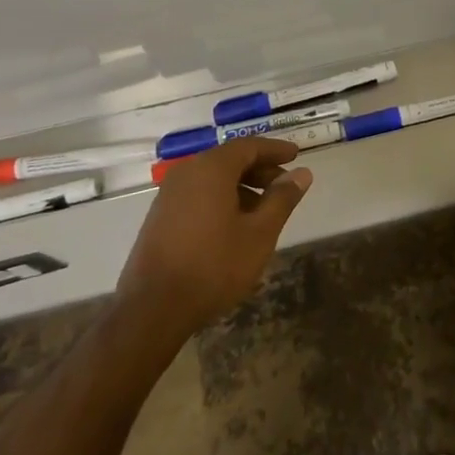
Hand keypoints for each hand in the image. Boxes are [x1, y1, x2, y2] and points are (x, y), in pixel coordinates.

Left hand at [115, 137, 311, 336]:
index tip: (296, 154)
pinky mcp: (160, 215)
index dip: (275, 150)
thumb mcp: (259, 234)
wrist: (153, 308)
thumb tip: (302, 173)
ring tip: (264, 210)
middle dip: (260, 169)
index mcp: (211, 168)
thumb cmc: (214, 266)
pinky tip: (235, 224)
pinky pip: (198, 193)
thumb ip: (282, 199)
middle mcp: (187, 172)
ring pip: (213, 178)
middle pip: (230, 160)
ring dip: (242, 186)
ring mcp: (169, 194)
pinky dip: (221, 198)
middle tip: (284, 186)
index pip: (249, 146)